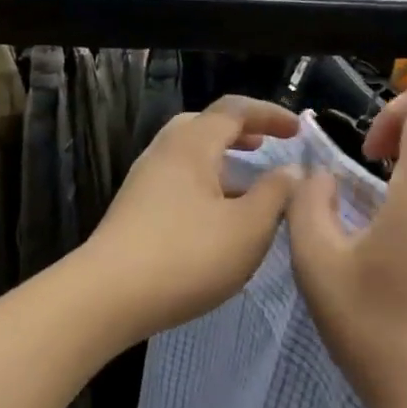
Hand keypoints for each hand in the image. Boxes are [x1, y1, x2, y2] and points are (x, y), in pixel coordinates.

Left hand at [83, 96, 300, 344]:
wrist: (108, 297)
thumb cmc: (187, 256)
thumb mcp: (249, 228)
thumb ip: (276, 194)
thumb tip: (291, 170)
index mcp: (191, 145)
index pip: (234, 110)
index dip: (270, 114)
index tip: (298, 130)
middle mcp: (162, 154)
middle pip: (202, 127)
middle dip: (238, 133)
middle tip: (264, 147)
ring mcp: (142, 184)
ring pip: (187, 158)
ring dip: (220, 164)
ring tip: (246, 188)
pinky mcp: (133, 213)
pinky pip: (176, 184)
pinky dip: (203, 187)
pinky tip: (216, 220)